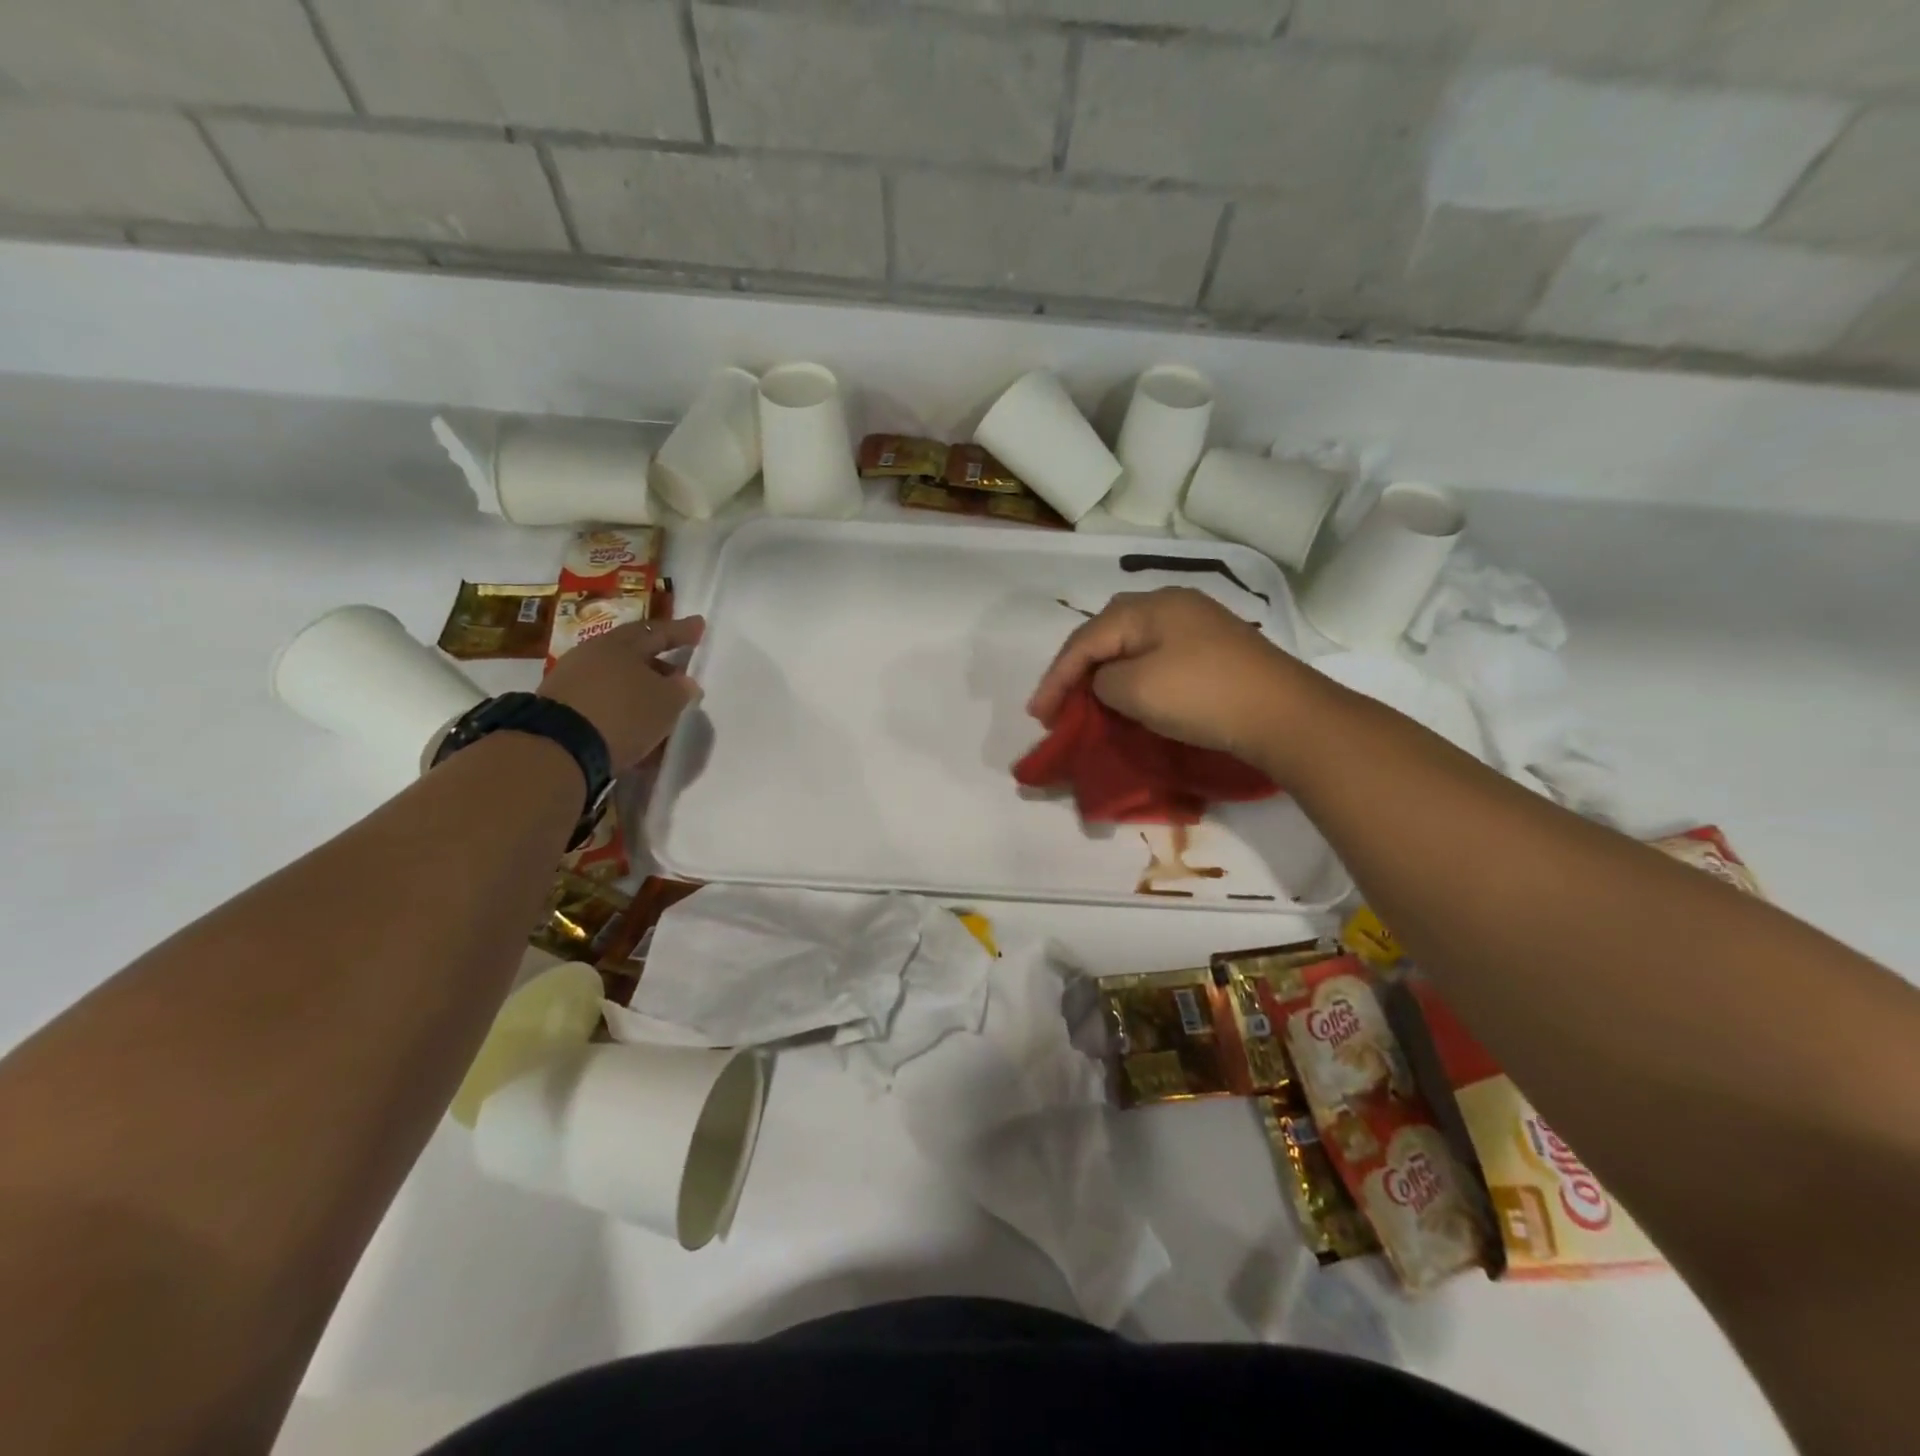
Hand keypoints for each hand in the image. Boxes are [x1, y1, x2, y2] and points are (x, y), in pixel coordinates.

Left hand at [539, 615, 704, 768]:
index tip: (699, 625)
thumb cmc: (623, 714)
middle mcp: (592, 655)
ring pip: (617, 681)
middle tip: (679, 673)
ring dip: (640, 693)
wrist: (559, 749)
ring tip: (659, 709)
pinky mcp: (561, 709)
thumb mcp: (666, 702)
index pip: (657, 632)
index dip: (681, 631)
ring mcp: (571, 681)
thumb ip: (680, 689)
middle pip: (633, 655)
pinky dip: (622, 712)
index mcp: (620, 644)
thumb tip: (683, 682)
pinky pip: (602, 704)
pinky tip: (636, 730)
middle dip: (659, 664)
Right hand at [1027, 588, 1306, 760]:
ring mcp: (1198, 625)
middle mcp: (1172, 604)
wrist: (1284, 715)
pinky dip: (1134, 677)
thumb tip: (1107, 682)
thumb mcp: (1135, 690)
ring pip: (1133, 646)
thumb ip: (1102, 680)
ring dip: (1105, 673)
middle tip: (1060, 703)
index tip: (1039, 715)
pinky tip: (1129, 695)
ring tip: (1088, 700)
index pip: (1086, 639)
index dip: (1056, 677)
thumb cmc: (1202, 696)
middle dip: (1077, 669)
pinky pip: (1157, 657)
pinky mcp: (1215, 650)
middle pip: (1107, 633)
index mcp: (1149, 606)